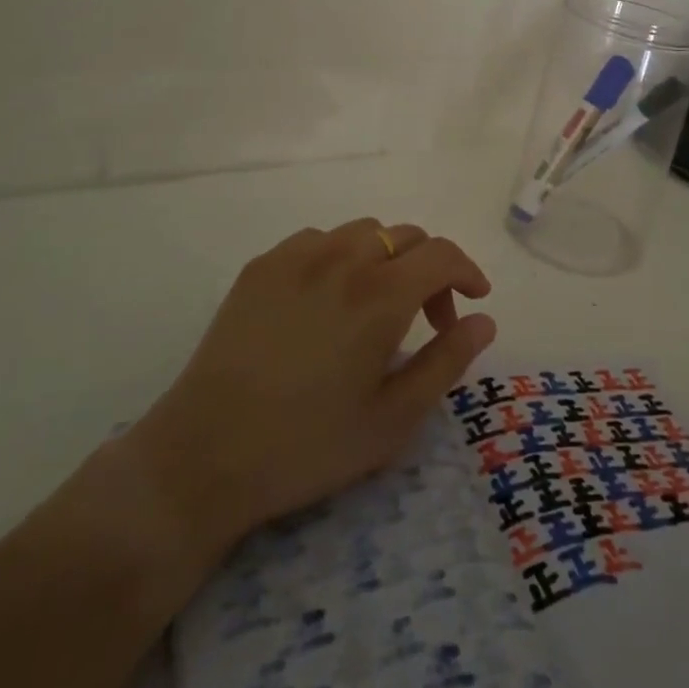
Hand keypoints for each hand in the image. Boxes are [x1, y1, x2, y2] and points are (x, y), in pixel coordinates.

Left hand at [120, 218, 495, 561]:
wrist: (204, 455)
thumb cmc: (308, 445)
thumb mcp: (393, 418)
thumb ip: (447, 361)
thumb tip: (484, 320)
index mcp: (381, 294)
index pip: (442, 254)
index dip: (467, 272)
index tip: (474, 300)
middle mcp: (343, 258)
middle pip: (406, 236)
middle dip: (430, 269)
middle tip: (426, 319)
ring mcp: (297, 256)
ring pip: (363, 231)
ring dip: (387, 258)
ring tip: (376, 305)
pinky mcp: (262, 265)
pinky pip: (318, 239)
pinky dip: (341, 256)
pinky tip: (328, 298)